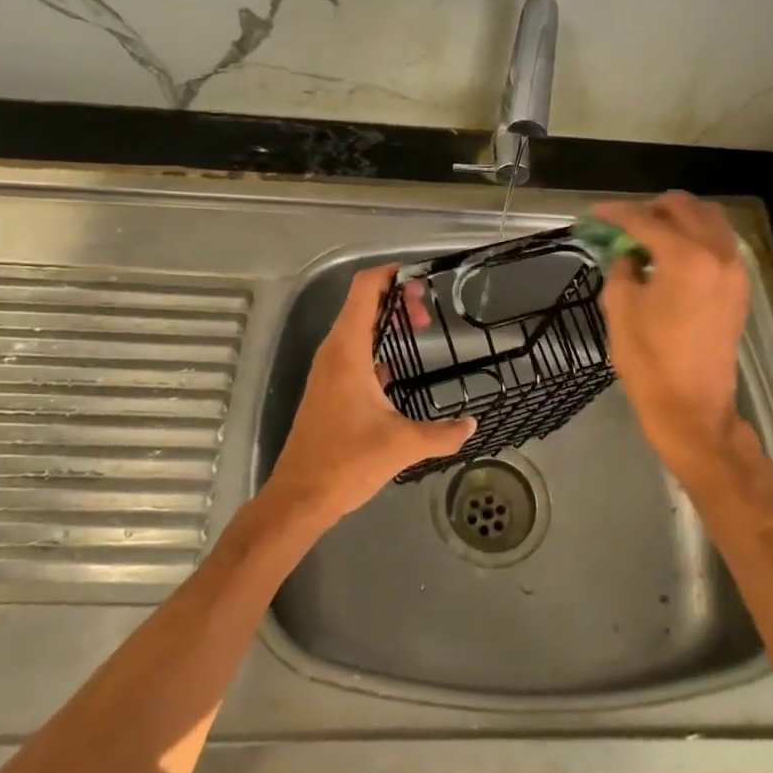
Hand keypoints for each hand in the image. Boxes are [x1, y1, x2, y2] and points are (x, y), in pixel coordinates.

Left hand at [265, 265, 476, 526]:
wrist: (300, 497)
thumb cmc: (347, 462)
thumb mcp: (402, 445)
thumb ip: (442, 433)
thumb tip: (472, 425)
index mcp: (348, 350)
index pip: (364, 289)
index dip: (391, 274)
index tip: (422, 280)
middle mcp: (335, 352)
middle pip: (362, 303)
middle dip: (396, 299)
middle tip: (429, 316)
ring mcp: (329, 370)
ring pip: (358, 328)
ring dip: (387, 323)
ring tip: (421, 331)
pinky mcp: (329, 388)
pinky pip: (354, 351)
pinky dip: (377, 346)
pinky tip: (400, 367)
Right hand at [592, 194, 749, 478]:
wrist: (692, 407)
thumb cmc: (649, 359)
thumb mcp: (620, 306)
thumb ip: (621, 266)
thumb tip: (629, 252)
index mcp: (686, 257)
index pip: (645, 220)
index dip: (615, 213)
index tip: (595, 213)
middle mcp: (718, 253)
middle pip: (685, 207)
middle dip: (652, 208)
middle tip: (625, 223)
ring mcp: (735, 270)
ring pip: (710, 219)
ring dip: (679, 218)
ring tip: (651, 233)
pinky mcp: (740, 287)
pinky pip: (721, 242)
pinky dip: (697, 236)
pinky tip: (674, 253)